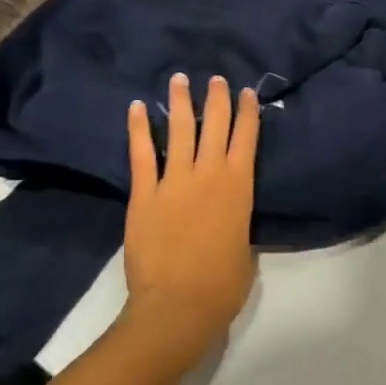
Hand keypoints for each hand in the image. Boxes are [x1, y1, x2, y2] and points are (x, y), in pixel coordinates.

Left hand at [122, 73, 260, 356]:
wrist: (177, 306)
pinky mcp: (145, 193)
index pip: (246, 138)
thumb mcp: (244, 247)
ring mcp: (175, 180)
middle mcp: (209, 174)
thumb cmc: (221, 285)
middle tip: (216, 78)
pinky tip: (137, 107)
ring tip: (178, 79)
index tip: (246, 92)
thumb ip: (236, 221)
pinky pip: (142, 153)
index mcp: (238, 187)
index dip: (247, 112)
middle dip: (217, 98)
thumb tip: (228, 212)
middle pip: (215, 125)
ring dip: (180, 102)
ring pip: (180, 130)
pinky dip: (139, 128)